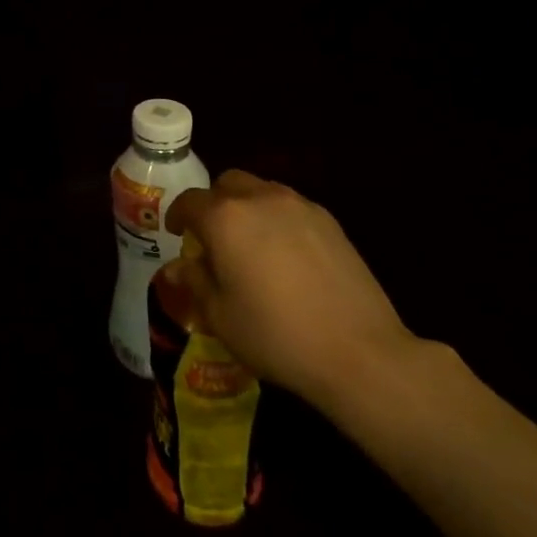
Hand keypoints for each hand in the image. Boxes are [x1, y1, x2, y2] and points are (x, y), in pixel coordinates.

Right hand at [167, 169, 419, 417]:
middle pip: (227, 184)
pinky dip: (278, 219)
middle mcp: (260, 199)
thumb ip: (195, 282)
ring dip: (247, 207)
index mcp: (225, 218)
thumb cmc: (276, 335)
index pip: (190, 201)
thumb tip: (178, 266)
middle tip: (214, 236)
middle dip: (215, 203)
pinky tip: (286, 256)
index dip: (178, 215)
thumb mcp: (220, 316)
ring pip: (261, 190)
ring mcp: (299, 206)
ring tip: (251, 244)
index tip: (177, 233)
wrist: (360, 352)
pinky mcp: (330, 221)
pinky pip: (291, 207)